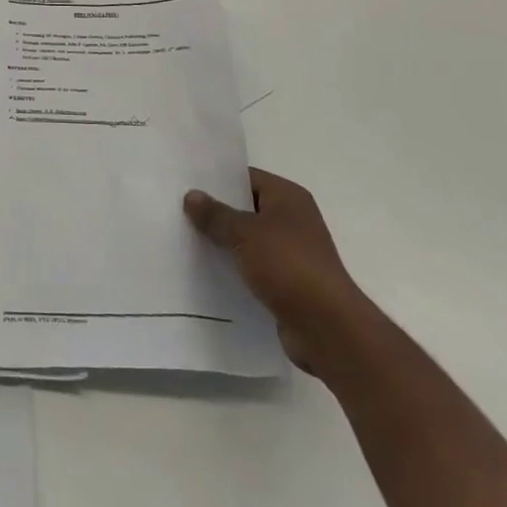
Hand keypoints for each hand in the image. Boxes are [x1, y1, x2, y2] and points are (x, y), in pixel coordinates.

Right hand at [184, 168, 378, 376]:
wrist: (327, 329)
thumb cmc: (288, 266)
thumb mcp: (244, 233)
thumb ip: (216, 214)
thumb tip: (191, 195)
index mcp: (288, 197)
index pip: (246, 178)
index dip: (217, 180)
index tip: (186, 184)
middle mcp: (293, 220)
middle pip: (246, 209)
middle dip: (217, 213)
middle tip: (178, 211)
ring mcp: (292, 254)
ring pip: (248, 241)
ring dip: (224, 244)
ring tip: (185, 241)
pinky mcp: (288, 284)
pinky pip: (254, 268)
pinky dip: (235, 270)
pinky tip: (207, 273)